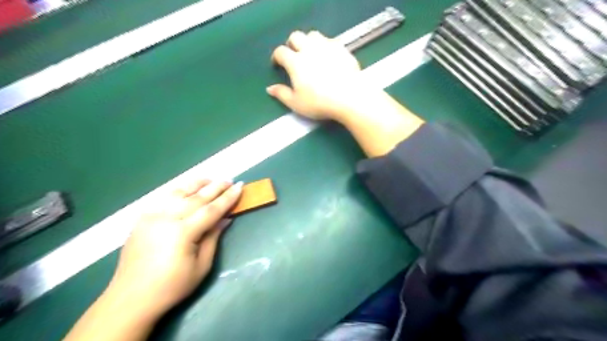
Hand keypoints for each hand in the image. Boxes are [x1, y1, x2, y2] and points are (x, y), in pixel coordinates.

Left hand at [108, 180, 242, 318]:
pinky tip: (187, 190)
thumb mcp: (201, 266)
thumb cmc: (172, 286)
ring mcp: (151, 216)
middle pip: (196, 197)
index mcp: (182, 232)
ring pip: (178, 192)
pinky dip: (179, 191)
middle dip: (216, 187)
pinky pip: (164, 199)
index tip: (239, 186)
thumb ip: (213, 238)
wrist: (130, 298)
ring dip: (196, 184)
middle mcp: (166, 219)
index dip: (228, 198)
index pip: (211, 209)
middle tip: (229, 180)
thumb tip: (225, 219)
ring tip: (210, 179)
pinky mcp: (142, 219)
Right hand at [268, 31, 372, 119]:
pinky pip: (330, 41)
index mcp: (296, 62)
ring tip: (311, 53)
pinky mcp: (342, 49)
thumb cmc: (319, 103)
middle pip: (296, 36)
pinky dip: (325, 46)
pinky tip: (327, 56)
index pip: (281, 52)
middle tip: (294, 56)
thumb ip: (281, 94)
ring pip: (314, 35)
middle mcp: (309, 49)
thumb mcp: (296, 103)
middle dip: (291, 44)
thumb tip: (269, 88)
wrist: (349, 98)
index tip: (277, 64)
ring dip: (308, 41)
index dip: (276, 57)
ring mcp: (327, 46)